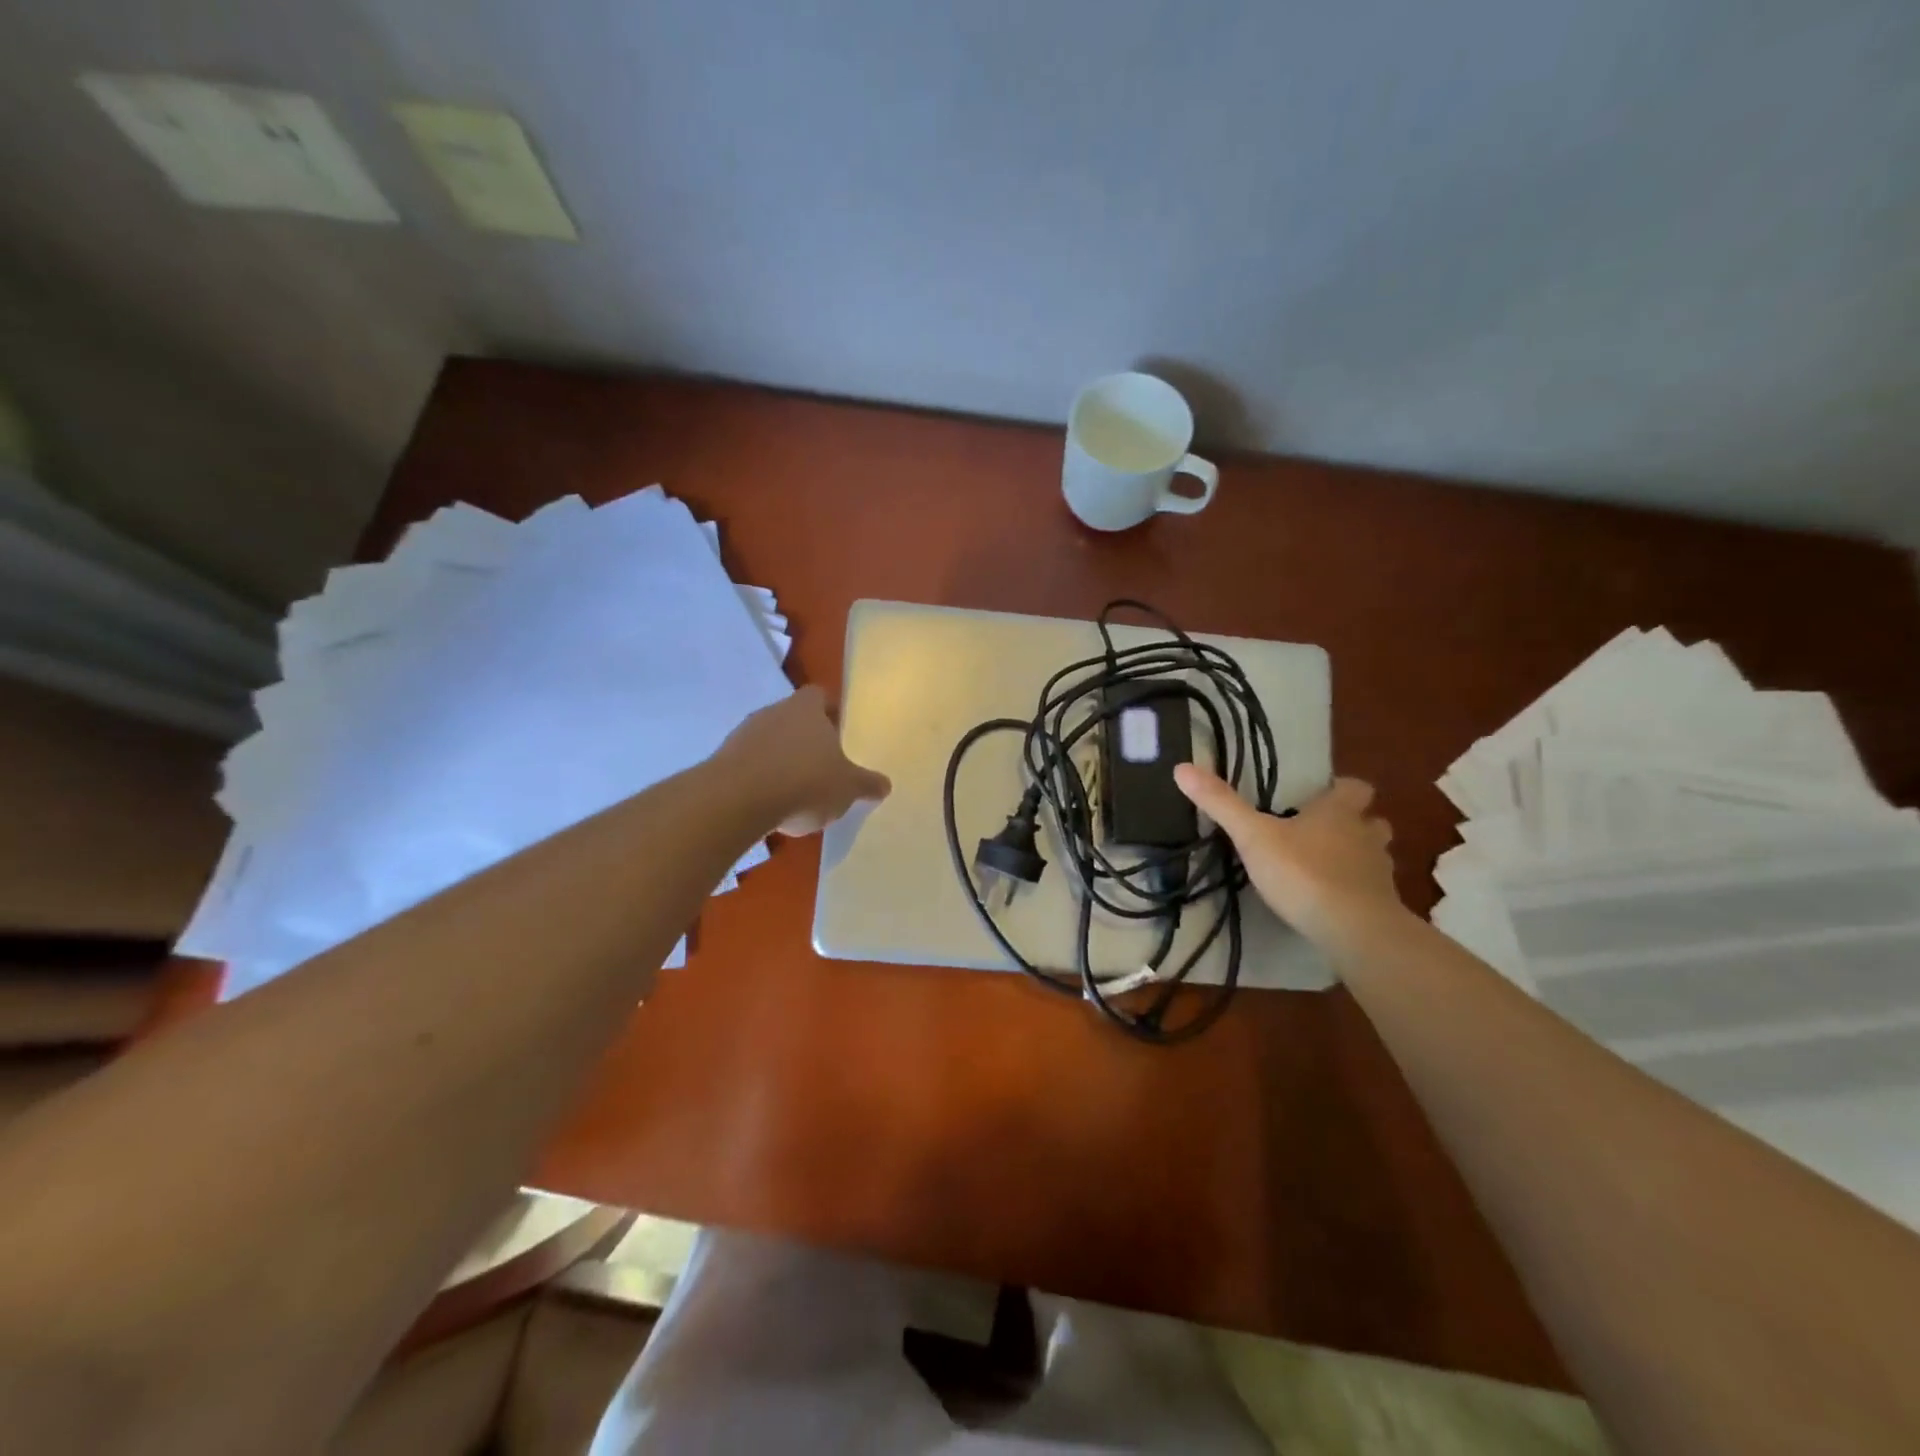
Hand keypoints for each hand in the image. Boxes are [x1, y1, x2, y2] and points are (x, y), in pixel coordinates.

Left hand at [715, 686, 891, 836]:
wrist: (738, 800)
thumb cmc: (804, 782)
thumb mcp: (847, 788)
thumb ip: (867, 784)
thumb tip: (884, 784)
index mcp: (807, 709)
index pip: (820, 696)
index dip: (830, 711)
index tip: (839, 731)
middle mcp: (774, 711)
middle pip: (793, 717)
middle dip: (806, 738)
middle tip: (821, 764)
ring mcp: (744, 733)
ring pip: (769, 739)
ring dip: (780, 758)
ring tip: (795, 788)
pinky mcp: (722, 758)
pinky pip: (748, 762)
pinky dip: (760, 776)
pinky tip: (769, 801)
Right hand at [1174, 764, 1404, 949]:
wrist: (1354, 929)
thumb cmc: (1303, 872)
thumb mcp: (1253, 836)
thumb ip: (1221, 805)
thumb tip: (1182, 768)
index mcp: (1338, 813)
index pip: (1355, 788)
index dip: (1341, 789)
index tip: (1323, 795)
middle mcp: (1365, 836)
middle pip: (1372, 822)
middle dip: (1355, 824)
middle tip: (1324, 833)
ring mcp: (1379, 873)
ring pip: (1375, 856)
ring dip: (1358, 857)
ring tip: (1327, 868)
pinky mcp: (1382, 907)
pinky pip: (1372, 891)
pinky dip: (1357, 892)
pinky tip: (1333, 903)